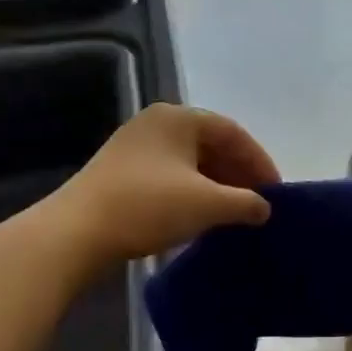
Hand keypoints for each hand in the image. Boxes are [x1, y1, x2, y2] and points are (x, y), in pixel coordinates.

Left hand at [51, 104, 277, 270]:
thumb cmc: (147, 207)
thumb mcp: (207, 205)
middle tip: (258, 202)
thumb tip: (265, 208)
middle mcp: (157, 123)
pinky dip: (193, 192)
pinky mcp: (121, 172)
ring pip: (190, 161)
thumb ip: (245, 202)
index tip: (276, 192)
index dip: (260, 162)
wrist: (75, 233)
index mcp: (179, 117)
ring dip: (217, 185)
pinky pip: (171, 175)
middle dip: (238, 174)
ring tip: (234, 212)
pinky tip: (202, 215)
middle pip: (211, 144)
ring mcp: (135, 146)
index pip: (233, 133)